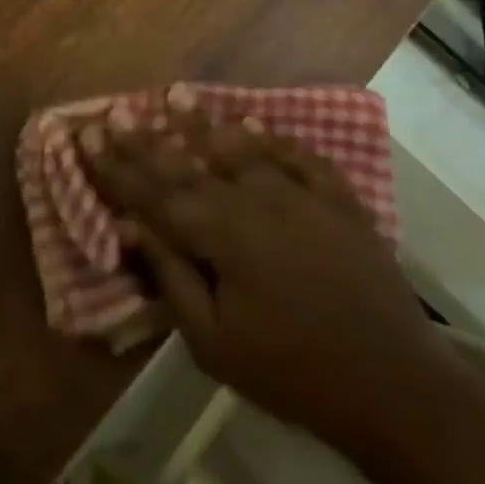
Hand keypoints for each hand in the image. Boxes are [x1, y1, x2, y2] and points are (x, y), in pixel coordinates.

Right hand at [80, 105, 446, 458]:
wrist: (397, 388)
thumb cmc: (293, 372)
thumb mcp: (214, 342)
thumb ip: (171, 277)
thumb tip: (130, 226)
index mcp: (219, 234)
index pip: (152, 193)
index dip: (115, 165)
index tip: (86, 134)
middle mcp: (254, 201)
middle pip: (187, 164)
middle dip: (146, 139)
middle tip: (117, 110)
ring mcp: (301, 197)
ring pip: (240, 149)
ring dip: (204, 123)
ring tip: (177, 94)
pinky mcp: (340, 204)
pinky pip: (301, 159)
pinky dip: (275, 140)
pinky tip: (255, 125)